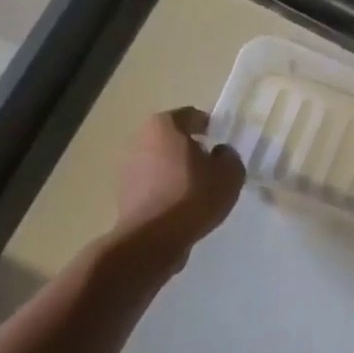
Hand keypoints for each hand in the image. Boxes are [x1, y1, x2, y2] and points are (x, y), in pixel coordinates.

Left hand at [114, 108, 244, 264]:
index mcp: (165, 125)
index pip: (192, 116)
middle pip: (172, 137)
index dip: (209, 127)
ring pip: (160, 160)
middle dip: (190, 148)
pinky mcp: (124, 191)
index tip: (220, 142)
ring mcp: (128, 165)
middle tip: (210, 165)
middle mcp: (140, 138)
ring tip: (195, 189)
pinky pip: (152, 183)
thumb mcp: (230, 174)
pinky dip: (164, 188)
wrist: (154, 236)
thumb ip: (229, 156)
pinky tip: (180, 205)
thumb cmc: (194, 195)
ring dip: (175, 169)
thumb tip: (219, 153)